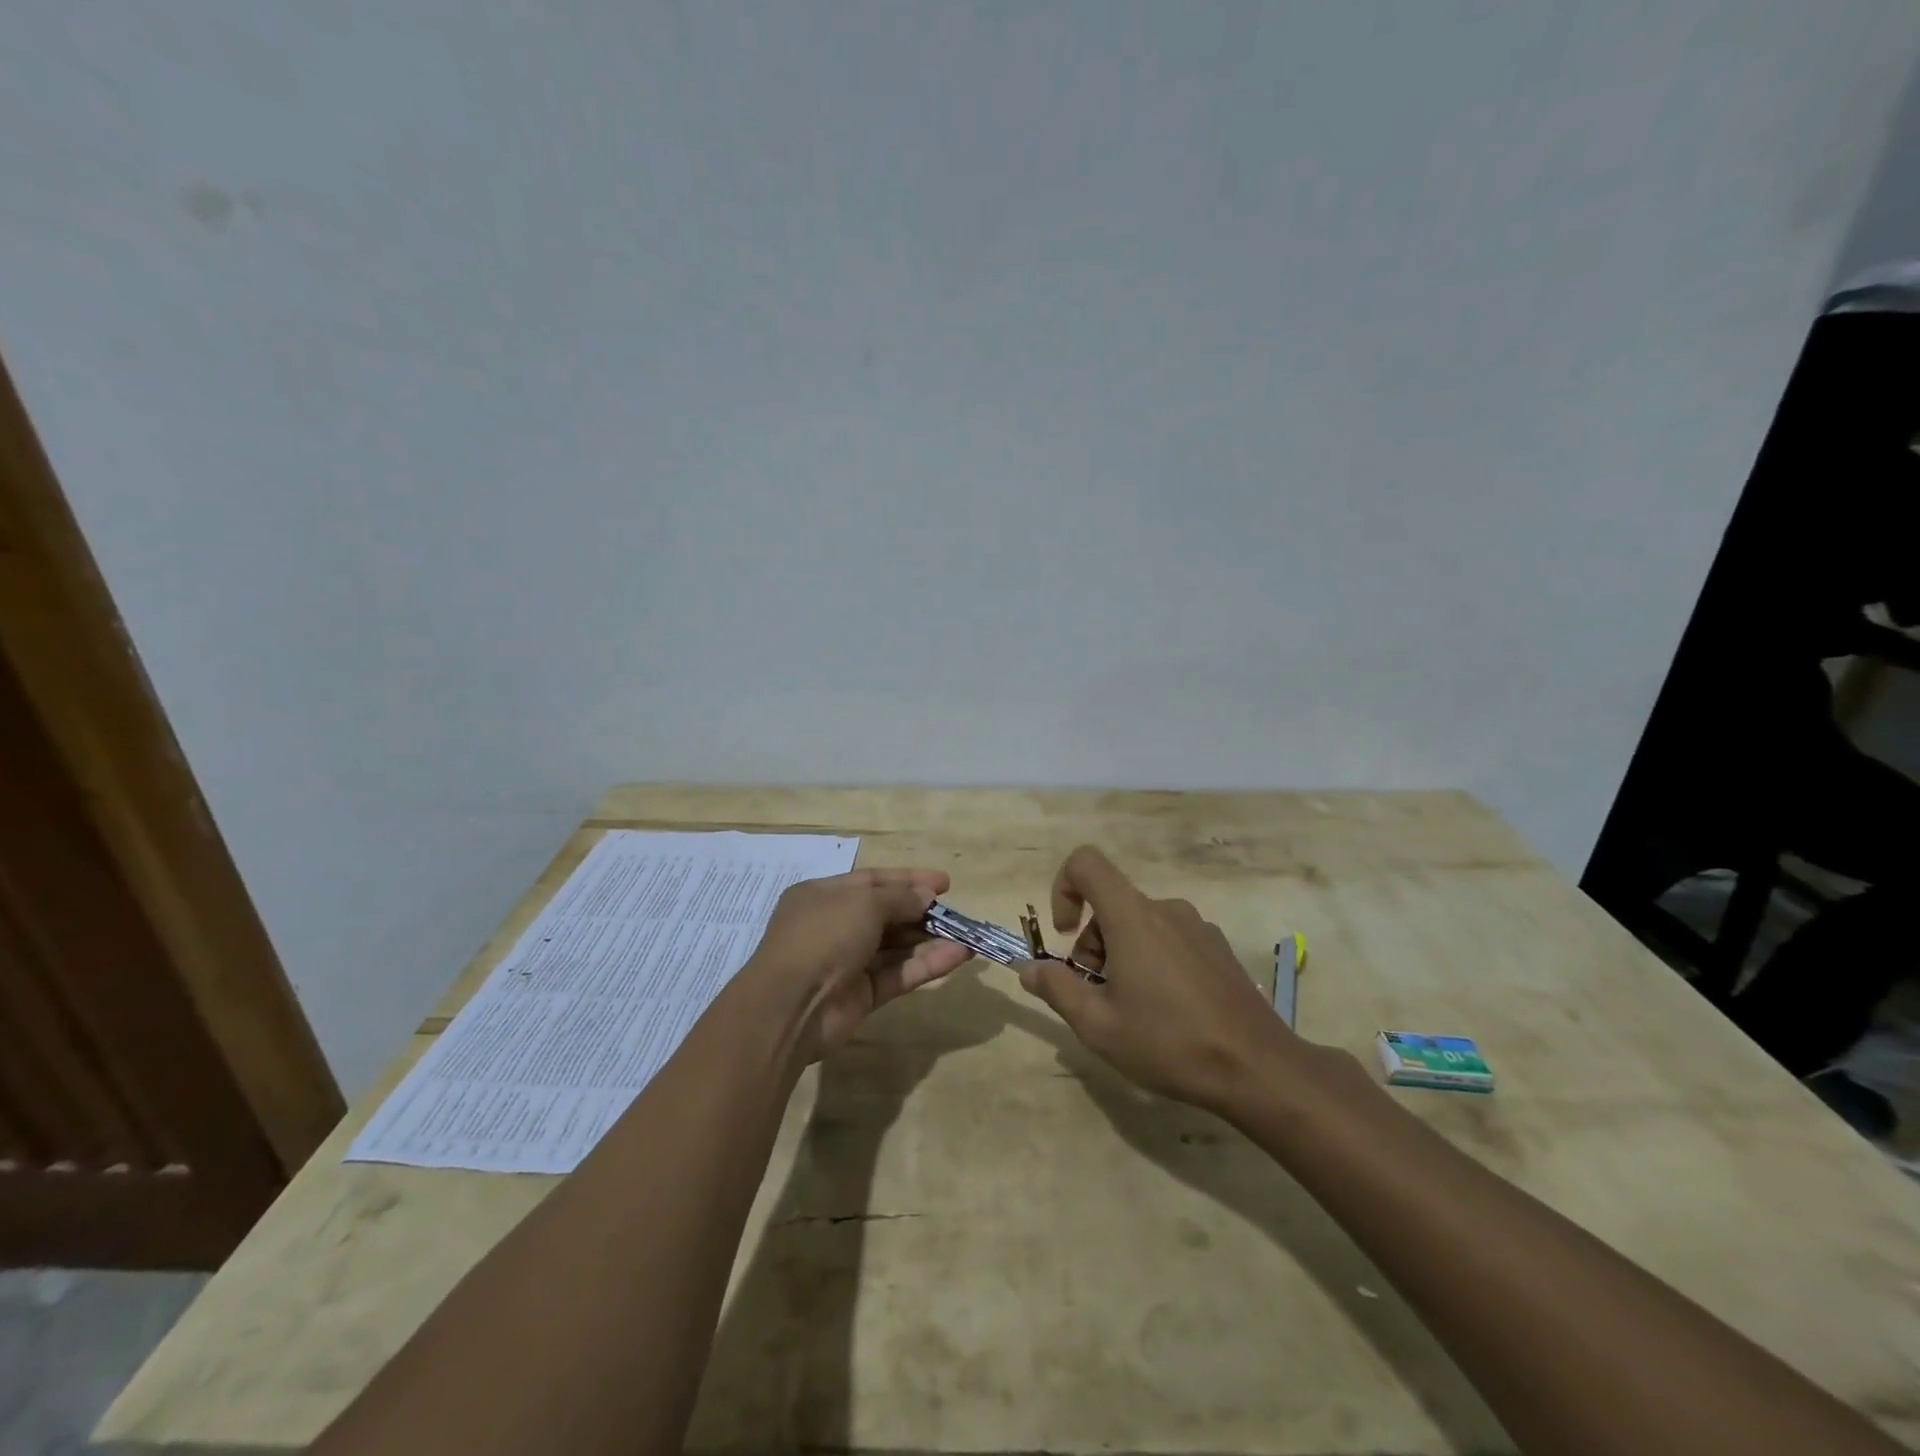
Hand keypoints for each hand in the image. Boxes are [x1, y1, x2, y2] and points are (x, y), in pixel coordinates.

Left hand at [747, 867, 971, 1062]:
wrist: (791, 1005)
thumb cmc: (824, 935)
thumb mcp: (863, 902)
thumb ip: (899, 898)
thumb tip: (926, 897)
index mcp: (824, 895)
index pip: (872, 881)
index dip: (909, 880)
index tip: (944, 883)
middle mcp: (835, 926)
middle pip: (886, 914)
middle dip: (922, 912)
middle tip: (957, 913)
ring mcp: (848, 963)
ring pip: (896, 947)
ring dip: (931, 940)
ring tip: (967, 935)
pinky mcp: (862, 996)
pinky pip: (899, 974)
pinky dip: (927, 965)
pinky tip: (958, 956)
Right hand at [1017, 846, 1302, 1114]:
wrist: (1257, 1068)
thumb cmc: (1168, 1042)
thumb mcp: (1098, 1025)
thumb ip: (1057, 989)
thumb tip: (1029, 968)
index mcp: (1132, 916)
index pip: (1086, 863)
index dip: (1063, 888)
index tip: (1064, 935)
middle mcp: (1165, 908)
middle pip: (1111, 903)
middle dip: (1092, 942)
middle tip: (1098, 995)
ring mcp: (1197, 926)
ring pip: (1140, 924)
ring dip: (1122, 954)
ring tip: (1133, 1009)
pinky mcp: (1218, 948)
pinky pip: (1170, 938)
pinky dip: (1153, 960)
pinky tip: (1168, 1010)